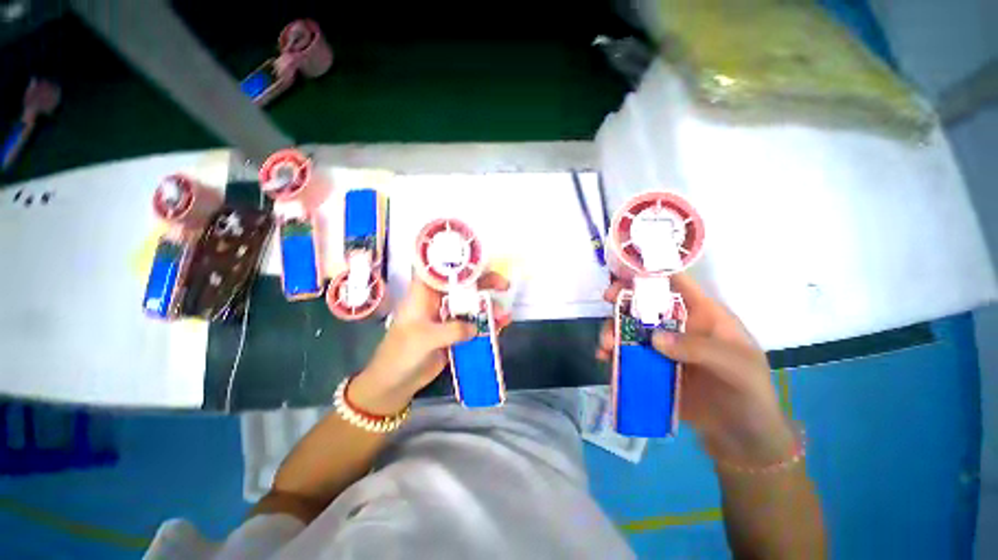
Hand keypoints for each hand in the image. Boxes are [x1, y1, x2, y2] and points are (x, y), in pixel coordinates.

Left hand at [349, 271, 510, 414]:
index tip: (483, 263)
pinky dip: (488, 323)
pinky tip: (502, 326)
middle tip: (504, 285)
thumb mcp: (424, 338)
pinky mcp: (455, 332)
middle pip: (464, 285)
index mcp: (425, 293)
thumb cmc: (401, 353)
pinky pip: (474, 323)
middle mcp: (438, 300)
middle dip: (485, 283)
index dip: (462, 262)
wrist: (396, 381)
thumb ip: (452, 330)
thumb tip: (475, 327)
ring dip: (489, 307)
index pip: (443, 270)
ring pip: (472, 304)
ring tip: (505, 315)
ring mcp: (448, 316)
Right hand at [596, 274, 793, 465]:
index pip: (676, 283)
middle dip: (623, 298)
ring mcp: (661, 346)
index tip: (625, 272)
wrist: (740, 438)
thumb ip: (699, 349)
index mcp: (702, 314)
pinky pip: (626, 352)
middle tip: (607, 300)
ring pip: (630, 327)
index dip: (651, 272)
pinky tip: (604, 358)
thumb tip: (654, 337)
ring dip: (613, 329)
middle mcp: (677, 325)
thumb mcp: (736, 367)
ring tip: (606, 345)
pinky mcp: (650, 365)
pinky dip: (612, 352)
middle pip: (645, 302)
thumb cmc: (749, 394)